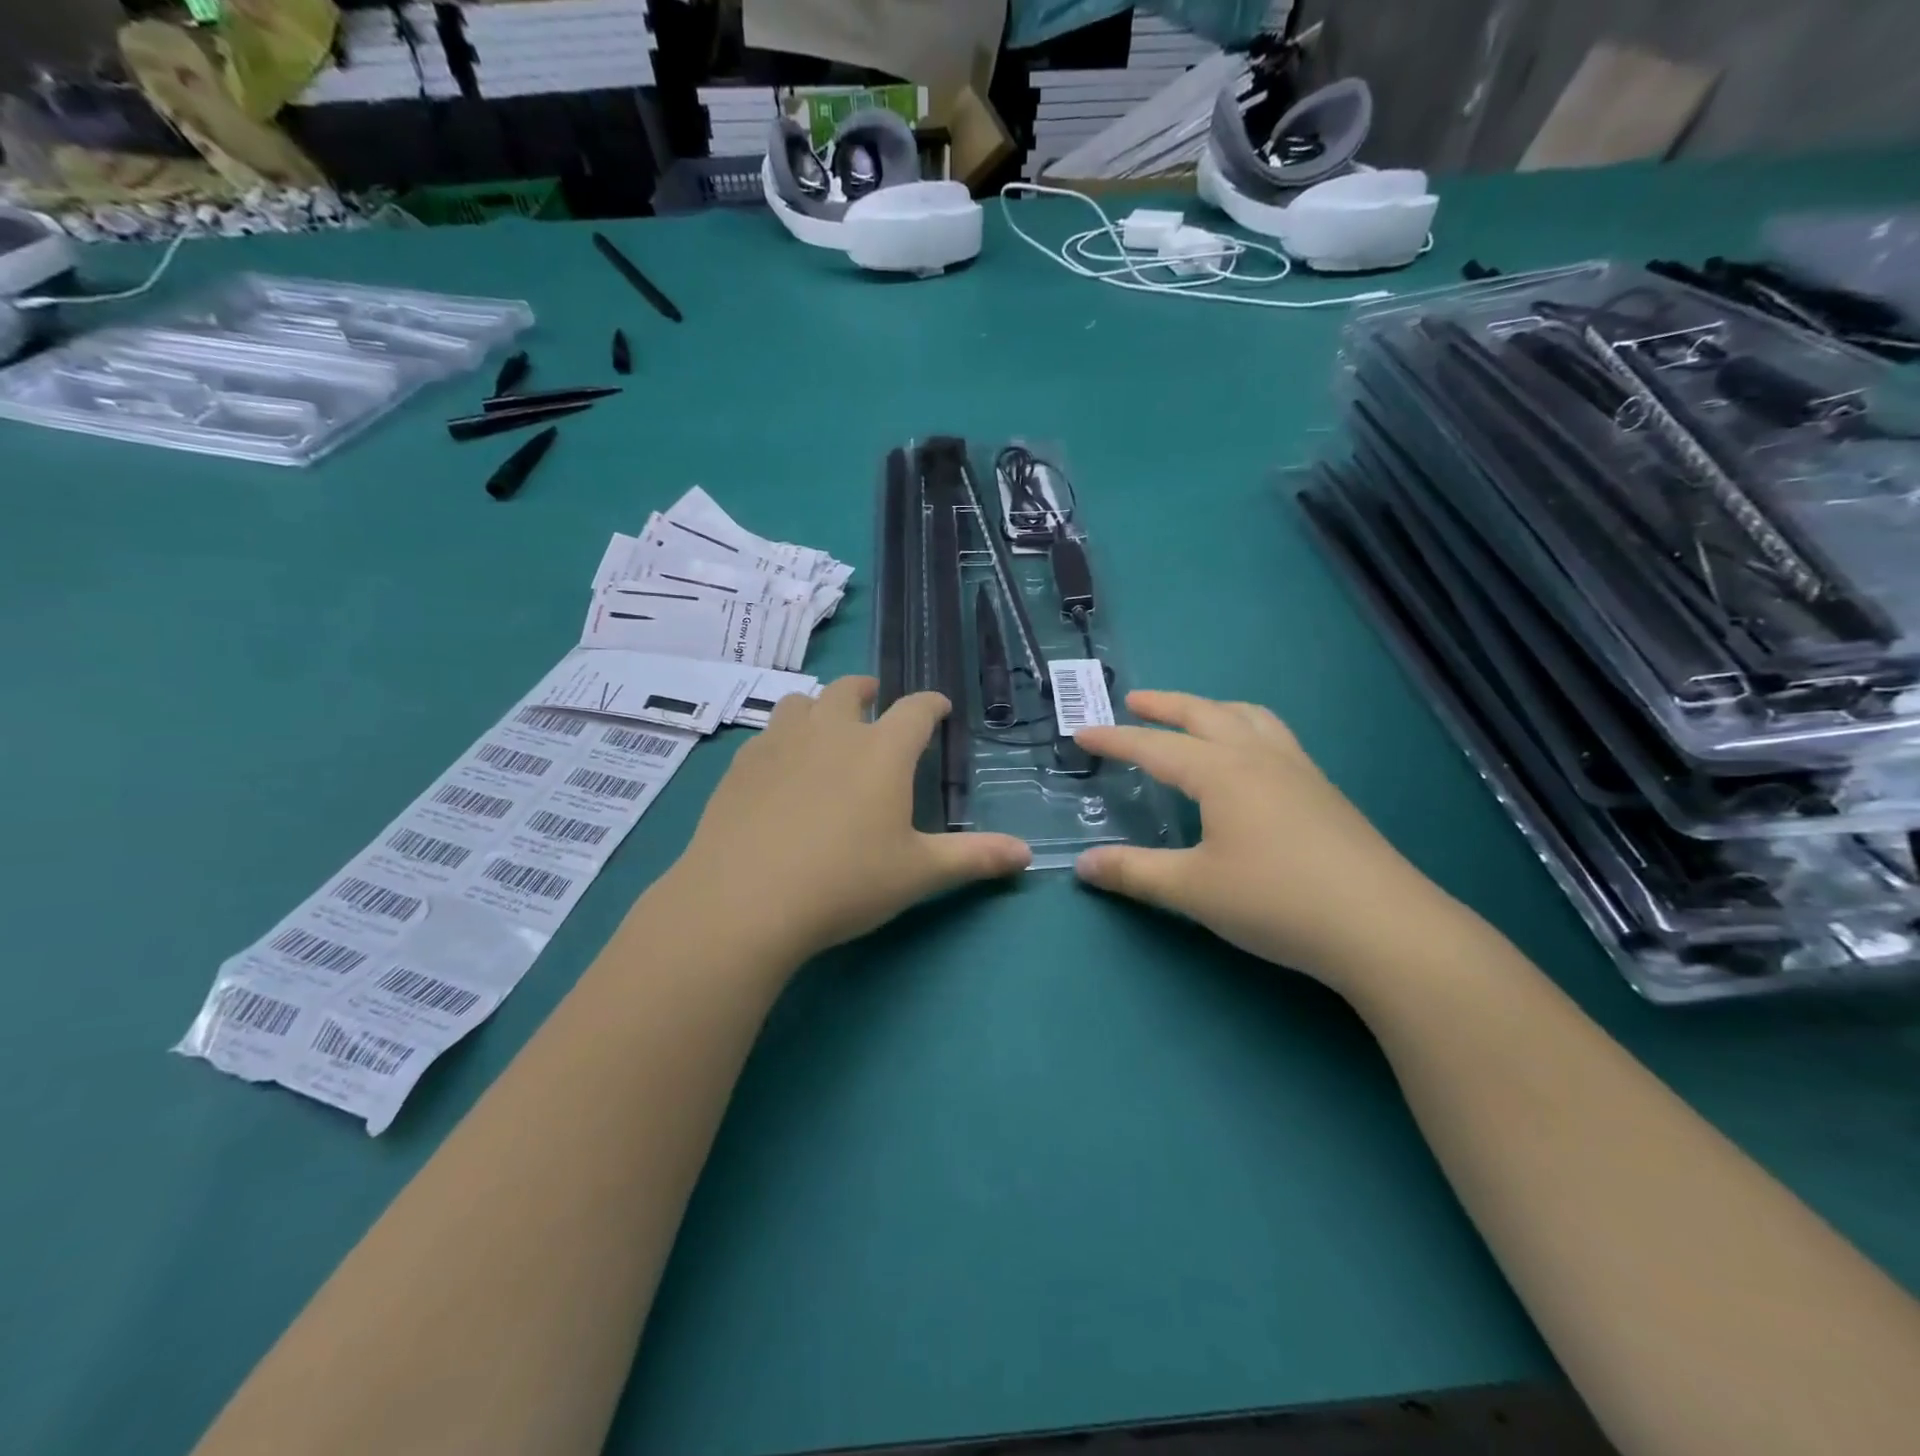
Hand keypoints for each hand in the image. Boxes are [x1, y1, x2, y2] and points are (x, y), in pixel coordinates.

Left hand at [663, 677, 1030, 962]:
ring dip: (819, 707)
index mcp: (881, 751)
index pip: (915, 710)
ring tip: (825, 727)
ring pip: (801, 703)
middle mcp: (831, 732)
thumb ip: (974, 858)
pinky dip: (782, 738)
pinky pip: (766, 734)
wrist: (745, 901)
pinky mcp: (740, 766)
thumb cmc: (845, 882)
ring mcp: (779, 744)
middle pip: (850, 689)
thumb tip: (1027, 855)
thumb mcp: (918, 873)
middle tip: (875, 702)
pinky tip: (780, 768)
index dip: (931, 704)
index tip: (939, 707)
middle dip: (868, 690)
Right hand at [1074, 691, 1457, 990]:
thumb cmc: (1276, 900)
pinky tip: (1250, 759)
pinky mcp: (1324, 792)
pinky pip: (1276, 738)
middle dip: (1165, 705)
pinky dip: (1248, 729)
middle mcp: (1259, 758)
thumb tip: (1082, 865)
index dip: (1115, 740)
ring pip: (1250, 718)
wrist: (1382, 926)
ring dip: (1213, 709)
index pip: (1155, 747)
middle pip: (1205, 714)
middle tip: (1134, 701)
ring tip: (1194, 716)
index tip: (1081, 733)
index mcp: (1221, 773)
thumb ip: (1134, 873)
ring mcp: (1298, 771)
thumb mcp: (1193, 890)